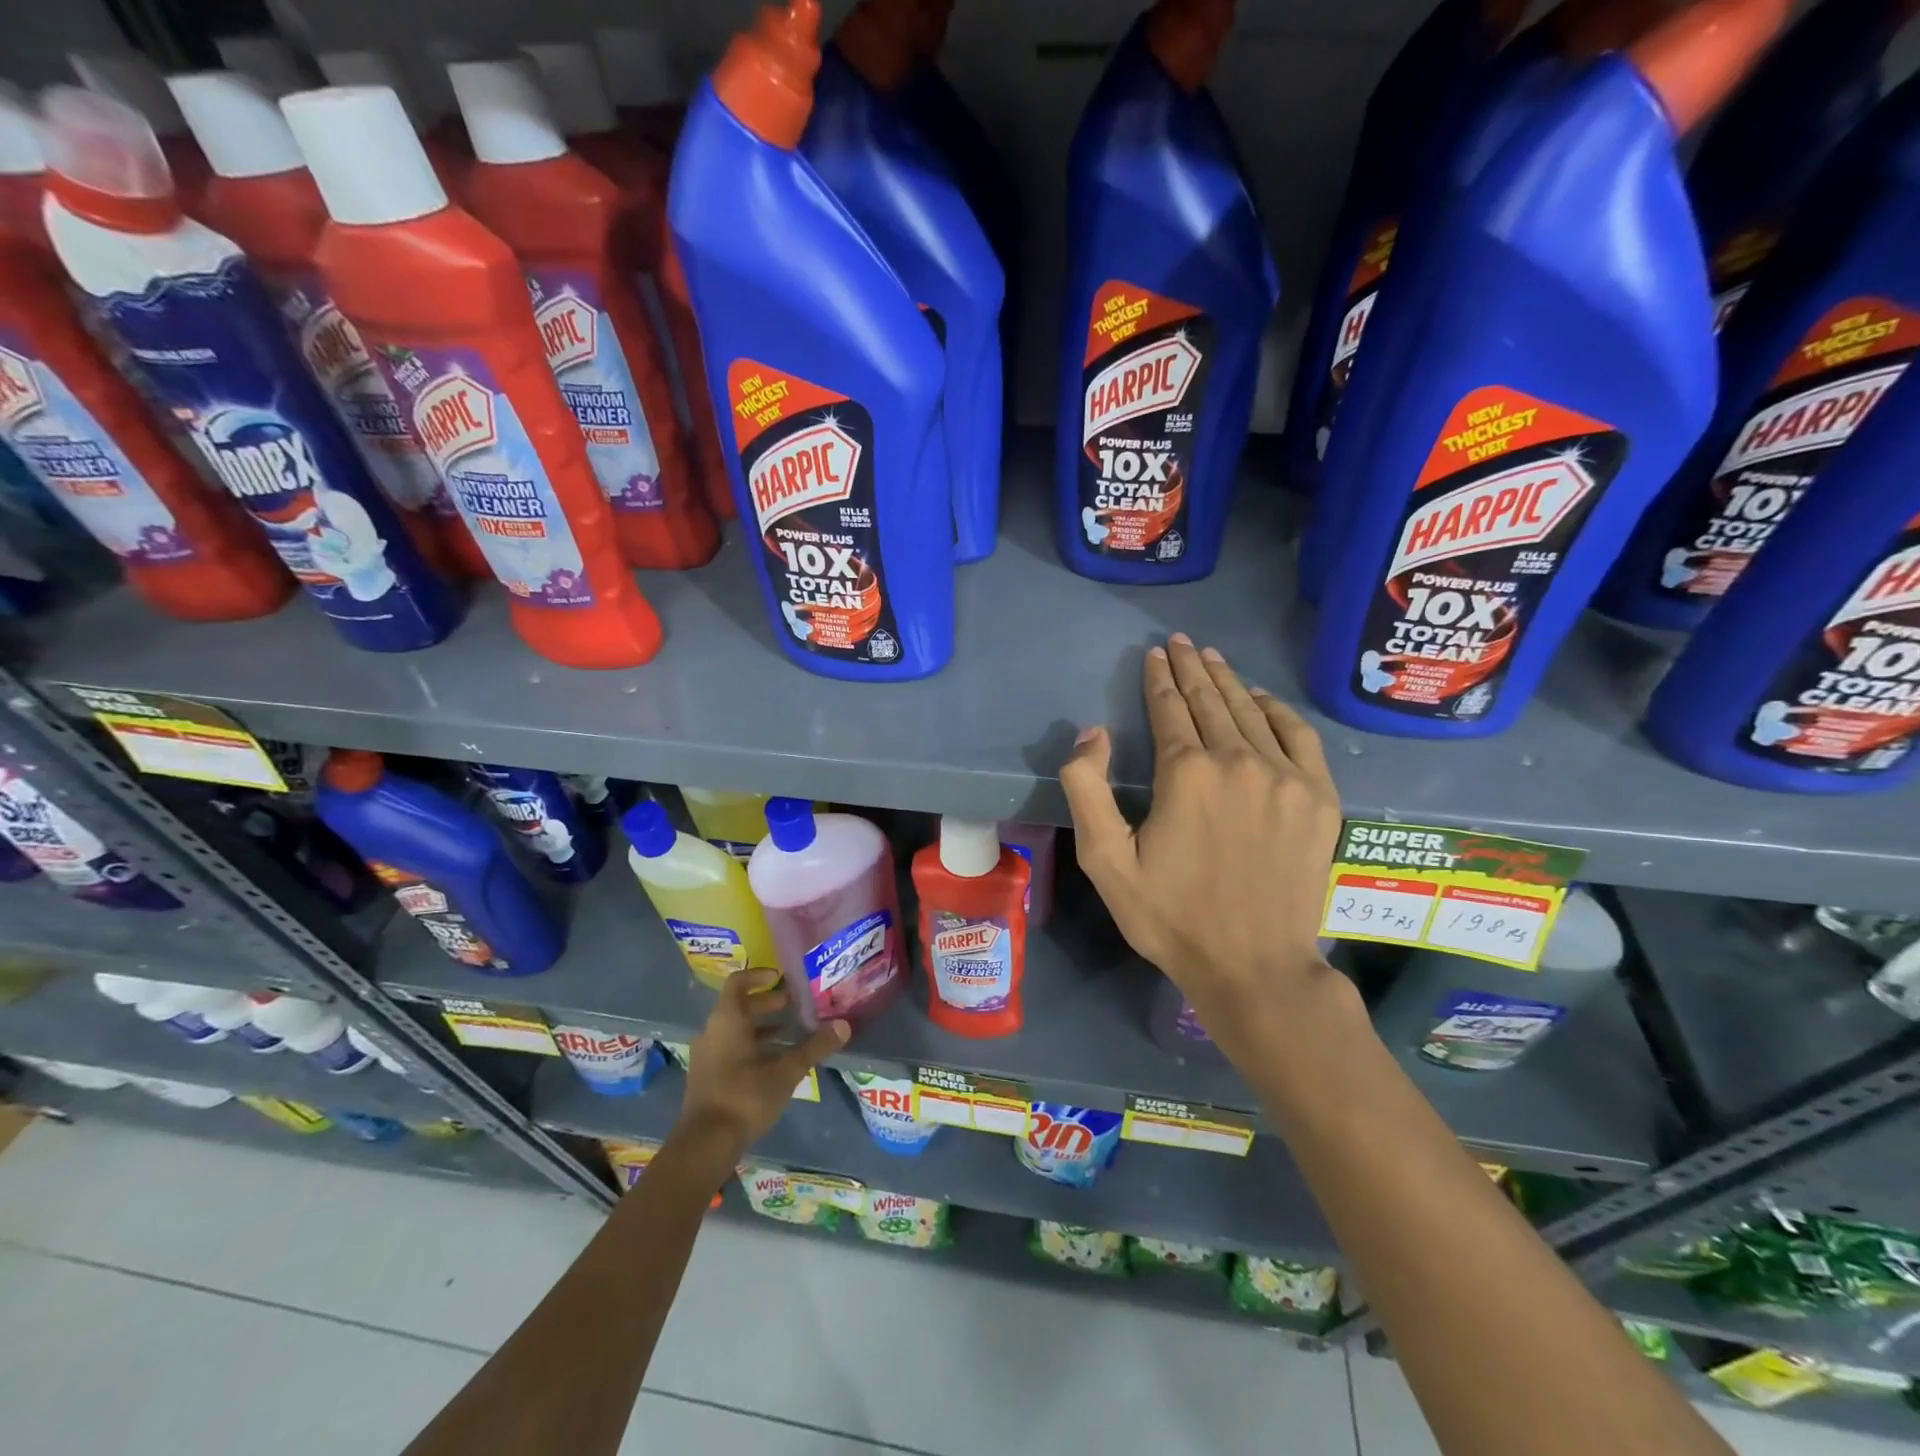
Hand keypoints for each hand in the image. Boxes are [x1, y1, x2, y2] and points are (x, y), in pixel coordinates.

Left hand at [676, 969, 848, 1155]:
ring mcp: (706, 1056)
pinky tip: (773, 1063)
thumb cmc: (745, 1096)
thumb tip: (844, 1026)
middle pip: (738, 1006)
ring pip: (735, 1030)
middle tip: (793, 1006)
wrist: (705, 1144)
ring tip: (789, 1034)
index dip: (759, 976)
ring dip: (760, 1028)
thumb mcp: (786, 1070)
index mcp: (727, 1020)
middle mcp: (712, 1032)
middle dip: (766, 1004)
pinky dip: (751, 1047)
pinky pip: (730, 1050)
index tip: (780, 978)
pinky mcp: (706, 1078)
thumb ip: (814, 1047)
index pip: (738, 983)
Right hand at [1061, 635, 1345, 1052]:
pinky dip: (1278, 710)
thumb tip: (1092, 733)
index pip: (1170, 709)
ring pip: (1252, 711)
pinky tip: (1262, 698)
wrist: (1253, 967)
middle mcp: (1238, 761)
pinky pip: (1299, 736)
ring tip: (1212, 657)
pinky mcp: (1318, 798)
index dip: (1159, 679)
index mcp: (1186, 774)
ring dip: (1229, 680)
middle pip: (1211, 700)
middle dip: (1192, 667)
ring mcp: (1285, 777)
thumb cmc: (1170, 917)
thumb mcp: (1105, 862)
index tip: (1155, 654)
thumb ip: (1086, 790)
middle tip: (1181, 642)